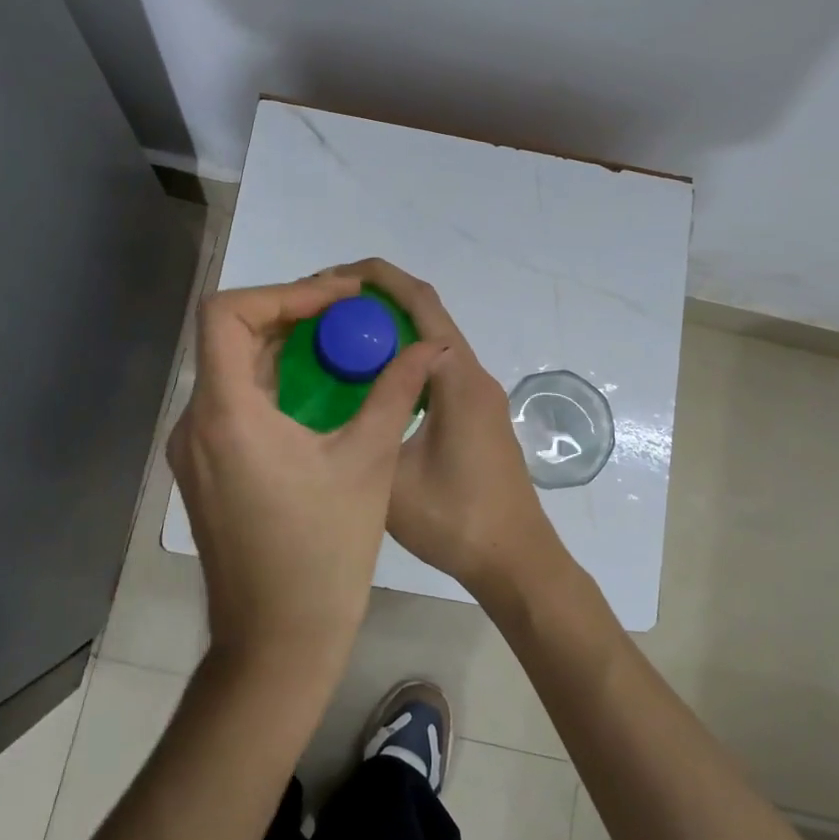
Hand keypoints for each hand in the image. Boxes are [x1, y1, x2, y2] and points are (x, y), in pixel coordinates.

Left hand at [167, 273, 445, 680]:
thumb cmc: (325, 553)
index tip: (338, 298)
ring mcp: (192, 451)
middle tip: (346, 312)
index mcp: (226, 414)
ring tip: (337, 342)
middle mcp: (194, 424)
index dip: (282, 291)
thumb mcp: (368, 463)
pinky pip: (230, 405)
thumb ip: (395, 391)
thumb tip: (429, 345)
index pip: (226, 313)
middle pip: (227, 337)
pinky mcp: (202, 472)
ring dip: (279, 349)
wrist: (277, 642)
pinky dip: (268, 384)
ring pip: (228, 370)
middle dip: (288, 314)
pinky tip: (314, 391)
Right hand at [330, 260, 562, 601]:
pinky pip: (435, 368)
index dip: (376, 279)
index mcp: (456, 378)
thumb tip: (333, 396)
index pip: (418, 303)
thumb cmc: (456, 520)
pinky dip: (401, 358)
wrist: (515, 559)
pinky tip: (367, 380)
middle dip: (377, 299)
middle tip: (323, 308)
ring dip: (389, 329)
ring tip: (337, 338)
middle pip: (426, 314)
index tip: (329, 279)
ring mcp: (478, 395)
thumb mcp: (392, 476)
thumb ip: (367, 424)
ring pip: (431, 341)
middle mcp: (472, 375)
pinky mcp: (476, 414)